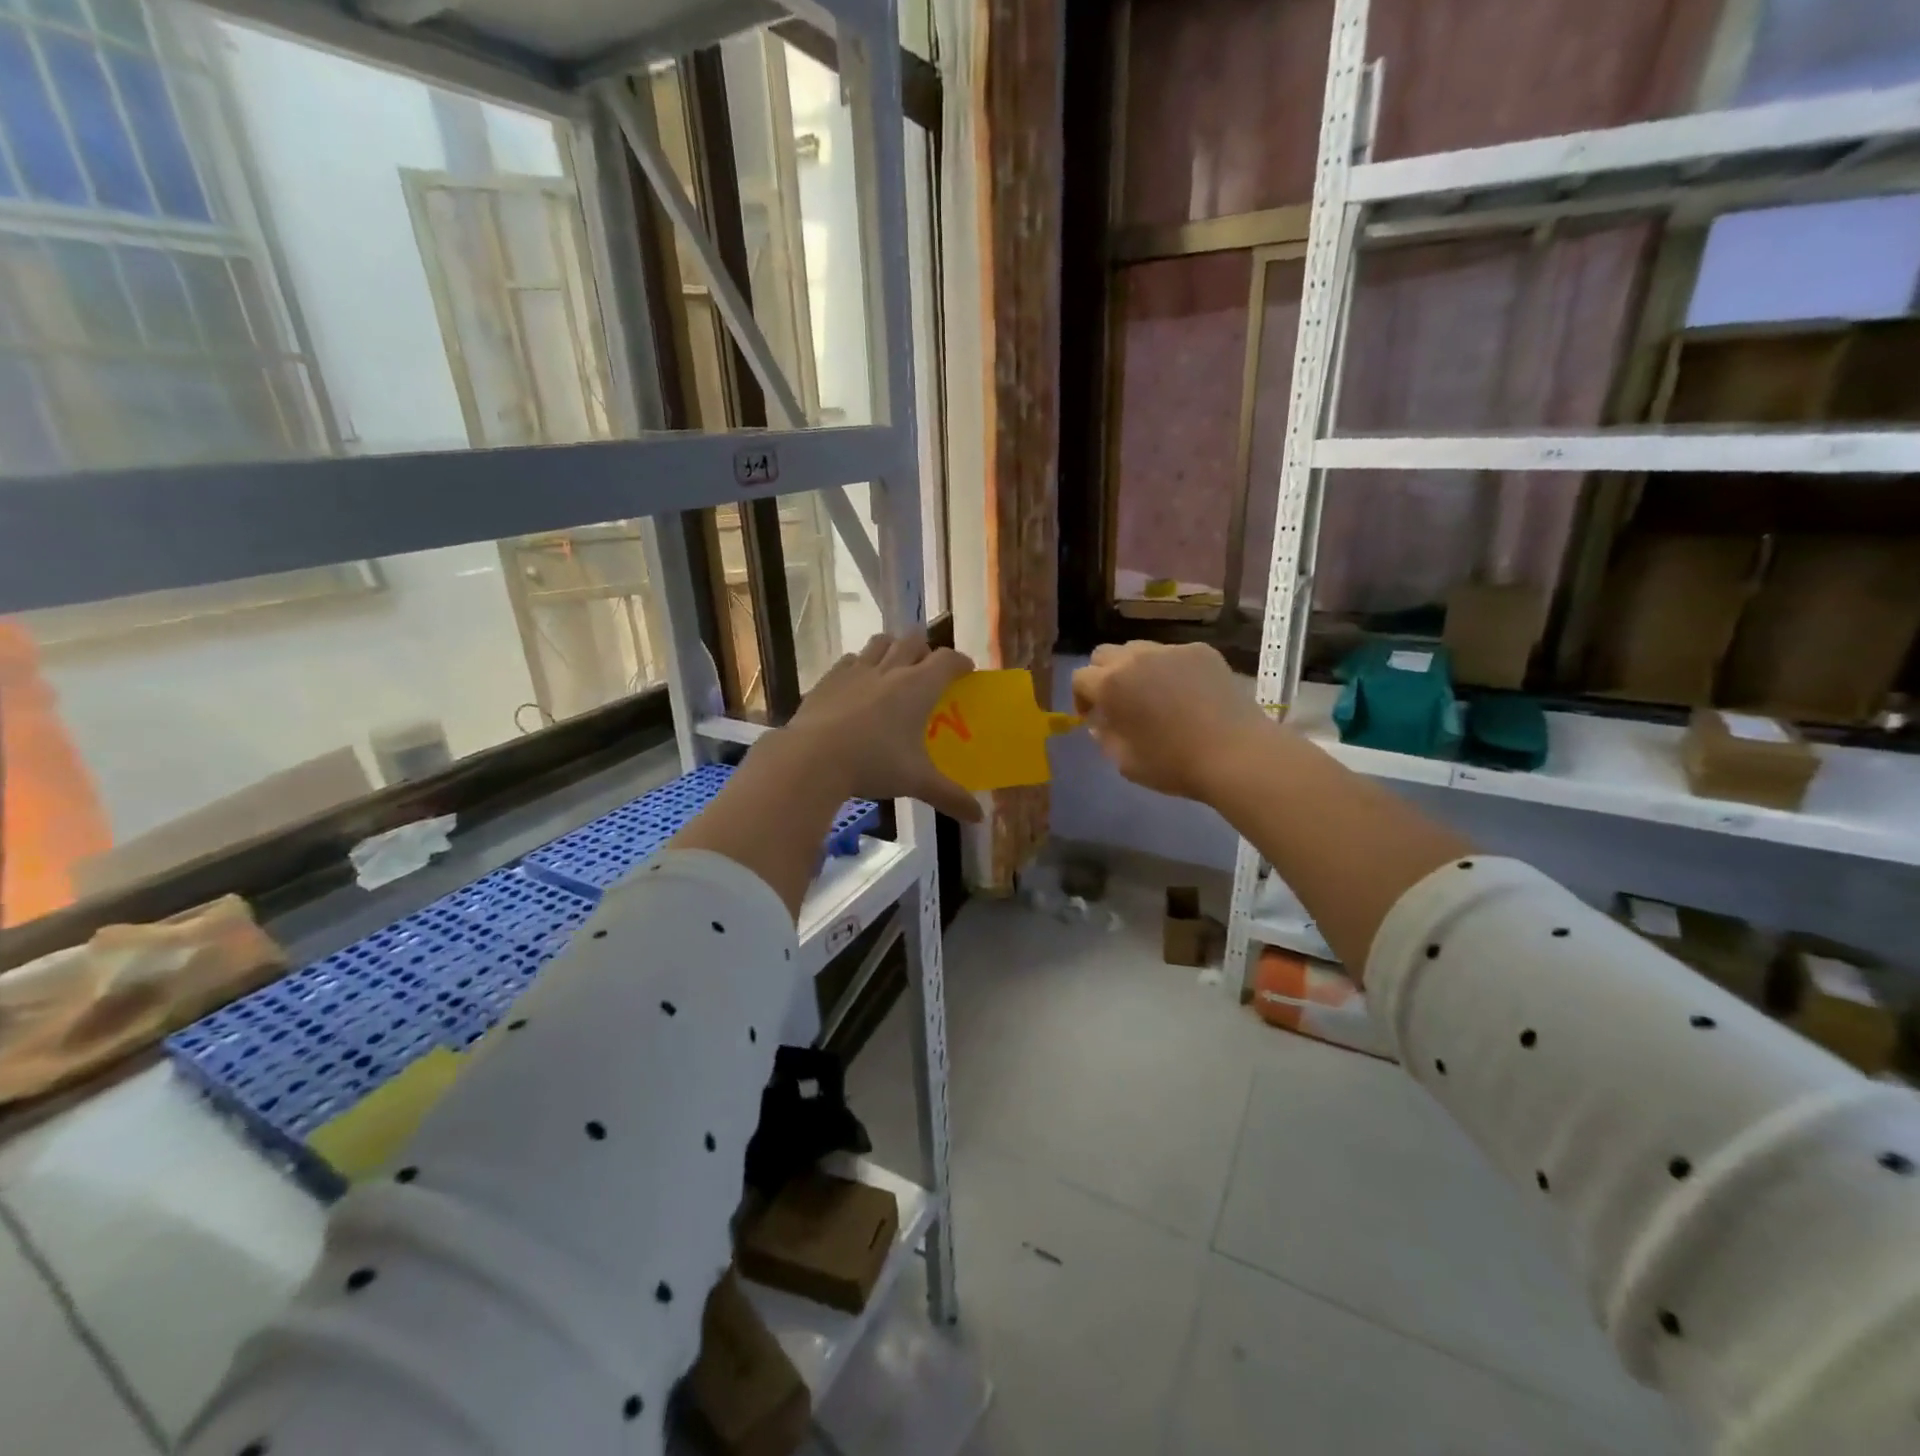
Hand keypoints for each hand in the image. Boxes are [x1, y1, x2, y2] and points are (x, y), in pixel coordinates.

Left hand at [772, 632, 982, 821]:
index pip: (948, 660)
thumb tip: (978, 817)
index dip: (961, 662)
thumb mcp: (916, 782)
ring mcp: (856, 670)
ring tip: (895, 666)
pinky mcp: (829, 678)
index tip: (966, 672)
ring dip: (893, 648)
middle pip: (914, 641)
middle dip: (926, 649)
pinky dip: (861, 664)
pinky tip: (859, 682)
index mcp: (918, 687)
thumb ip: (950, 796)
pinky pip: (851, 659)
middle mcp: (890, 669)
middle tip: (929, 670)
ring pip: (881, 642)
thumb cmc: (874, 764)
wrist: (812, 758)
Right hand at [1071, 640, 1274, 802]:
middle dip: (1103, 675)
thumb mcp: (1125, 762)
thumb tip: (1101, 721)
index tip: (1092, 717)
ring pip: (1139, 649)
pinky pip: (1174, 654)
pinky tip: (1187, 693)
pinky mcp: (1201, 651)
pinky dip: (1170, 669)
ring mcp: (1171, 650)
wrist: (1235, 754)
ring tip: (1153, 694)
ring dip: (1135, 668)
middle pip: (1104, 654)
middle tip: (1118, 701)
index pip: (1080, 678)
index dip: (1081, 698)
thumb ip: (1105, 737)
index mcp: (1111, 685)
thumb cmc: (1173, 764)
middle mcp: (1135, 658)